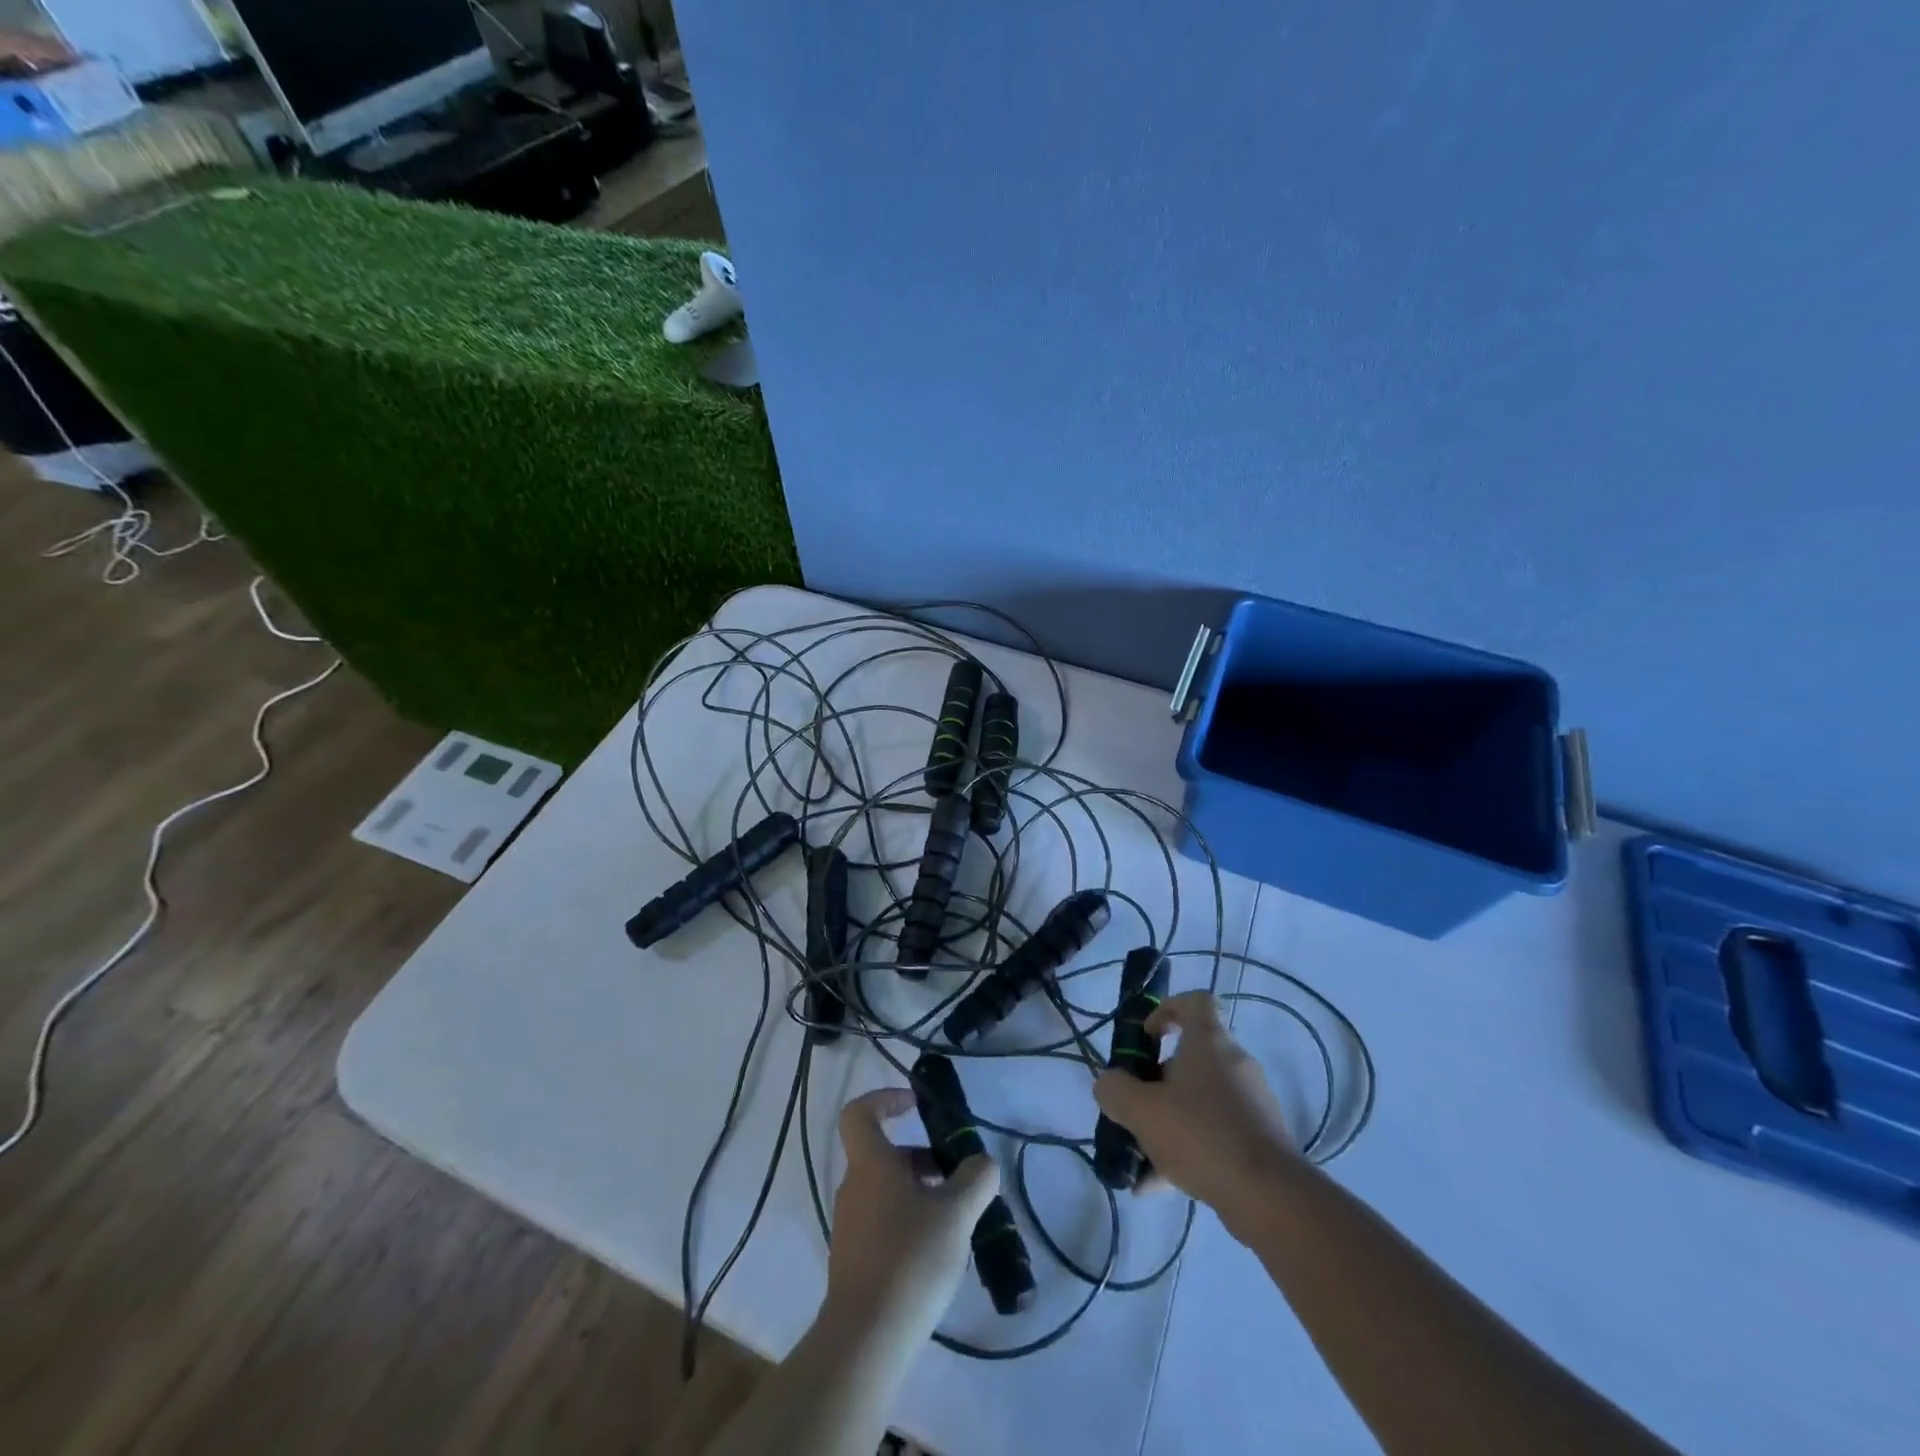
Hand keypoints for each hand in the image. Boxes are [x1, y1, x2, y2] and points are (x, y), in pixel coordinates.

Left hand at [824, 1088, 1000, 1340]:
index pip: (860, 1113)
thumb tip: (983, 1162)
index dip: (885, 1100)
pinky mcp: (855, 1258)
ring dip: (920, 1191)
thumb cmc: (909, 1259)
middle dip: (922, 1157)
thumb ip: (975, 1179)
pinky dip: (909, 1220)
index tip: (915, 1105)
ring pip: (886, 1189)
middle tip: (957, 1176)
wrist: (866, 1339)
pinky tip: (937, 1250)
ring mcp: (851, 1224)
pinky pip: (883, 1220)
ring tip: (956, 1217)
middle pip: (884, 1154)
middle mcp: (854, 1187)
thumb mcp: (956, 1213)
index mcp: (871, 1164)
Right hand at [1093, 991, 1297, 1233]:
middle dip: (1158, 1080)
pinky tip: (1160, 1186)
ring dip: (1170, 1120)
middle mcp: (1234, 1062)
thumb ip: (1115, 1091)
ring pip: (1201, 1099)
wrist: (1271, 1196)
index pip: (1195, 1001)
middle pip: (1192, 1056)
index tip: (1147, 1037)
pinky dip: (1189, 1149)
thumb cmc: (1201, 1134)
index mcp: (1209, 1041)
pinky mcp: (1261, 1138)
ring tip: (1141, 1157)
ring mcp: (1252, 1101)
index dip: (1167, 1009)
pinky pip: (1216, 1132)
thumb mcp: (1142, 1111)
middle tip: (1136, 1106)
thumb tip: (1108, 1084)